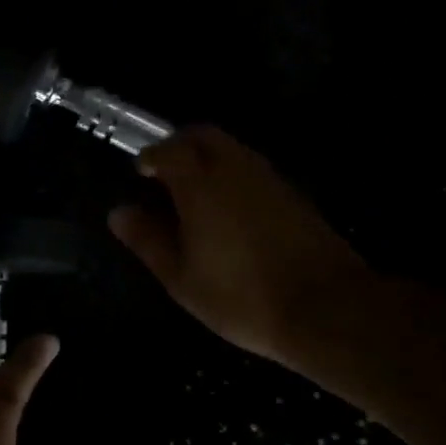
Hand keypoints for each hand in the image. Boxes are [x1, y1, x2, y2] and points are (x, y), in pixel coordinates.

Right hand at [108, 125, 372, 365]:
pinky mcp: (294, 195)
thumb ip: (147, 240)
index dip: (151, 157)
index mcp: (200, 183)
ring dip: (209, 159)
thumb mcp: (181, 277)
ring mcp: (270, 179)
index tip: (141, 173)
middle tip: (165, 174)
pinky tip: (230, 213)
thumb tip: (119, 213)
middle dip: (180, 145)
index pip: (168, 149)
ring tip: (195, 195)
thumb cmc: (240, 295)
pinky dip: (233, 176)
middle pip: (203, 136)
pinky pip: (254, 170)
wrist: (326, 309)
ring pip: (232, 149)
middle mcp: (235, 168)